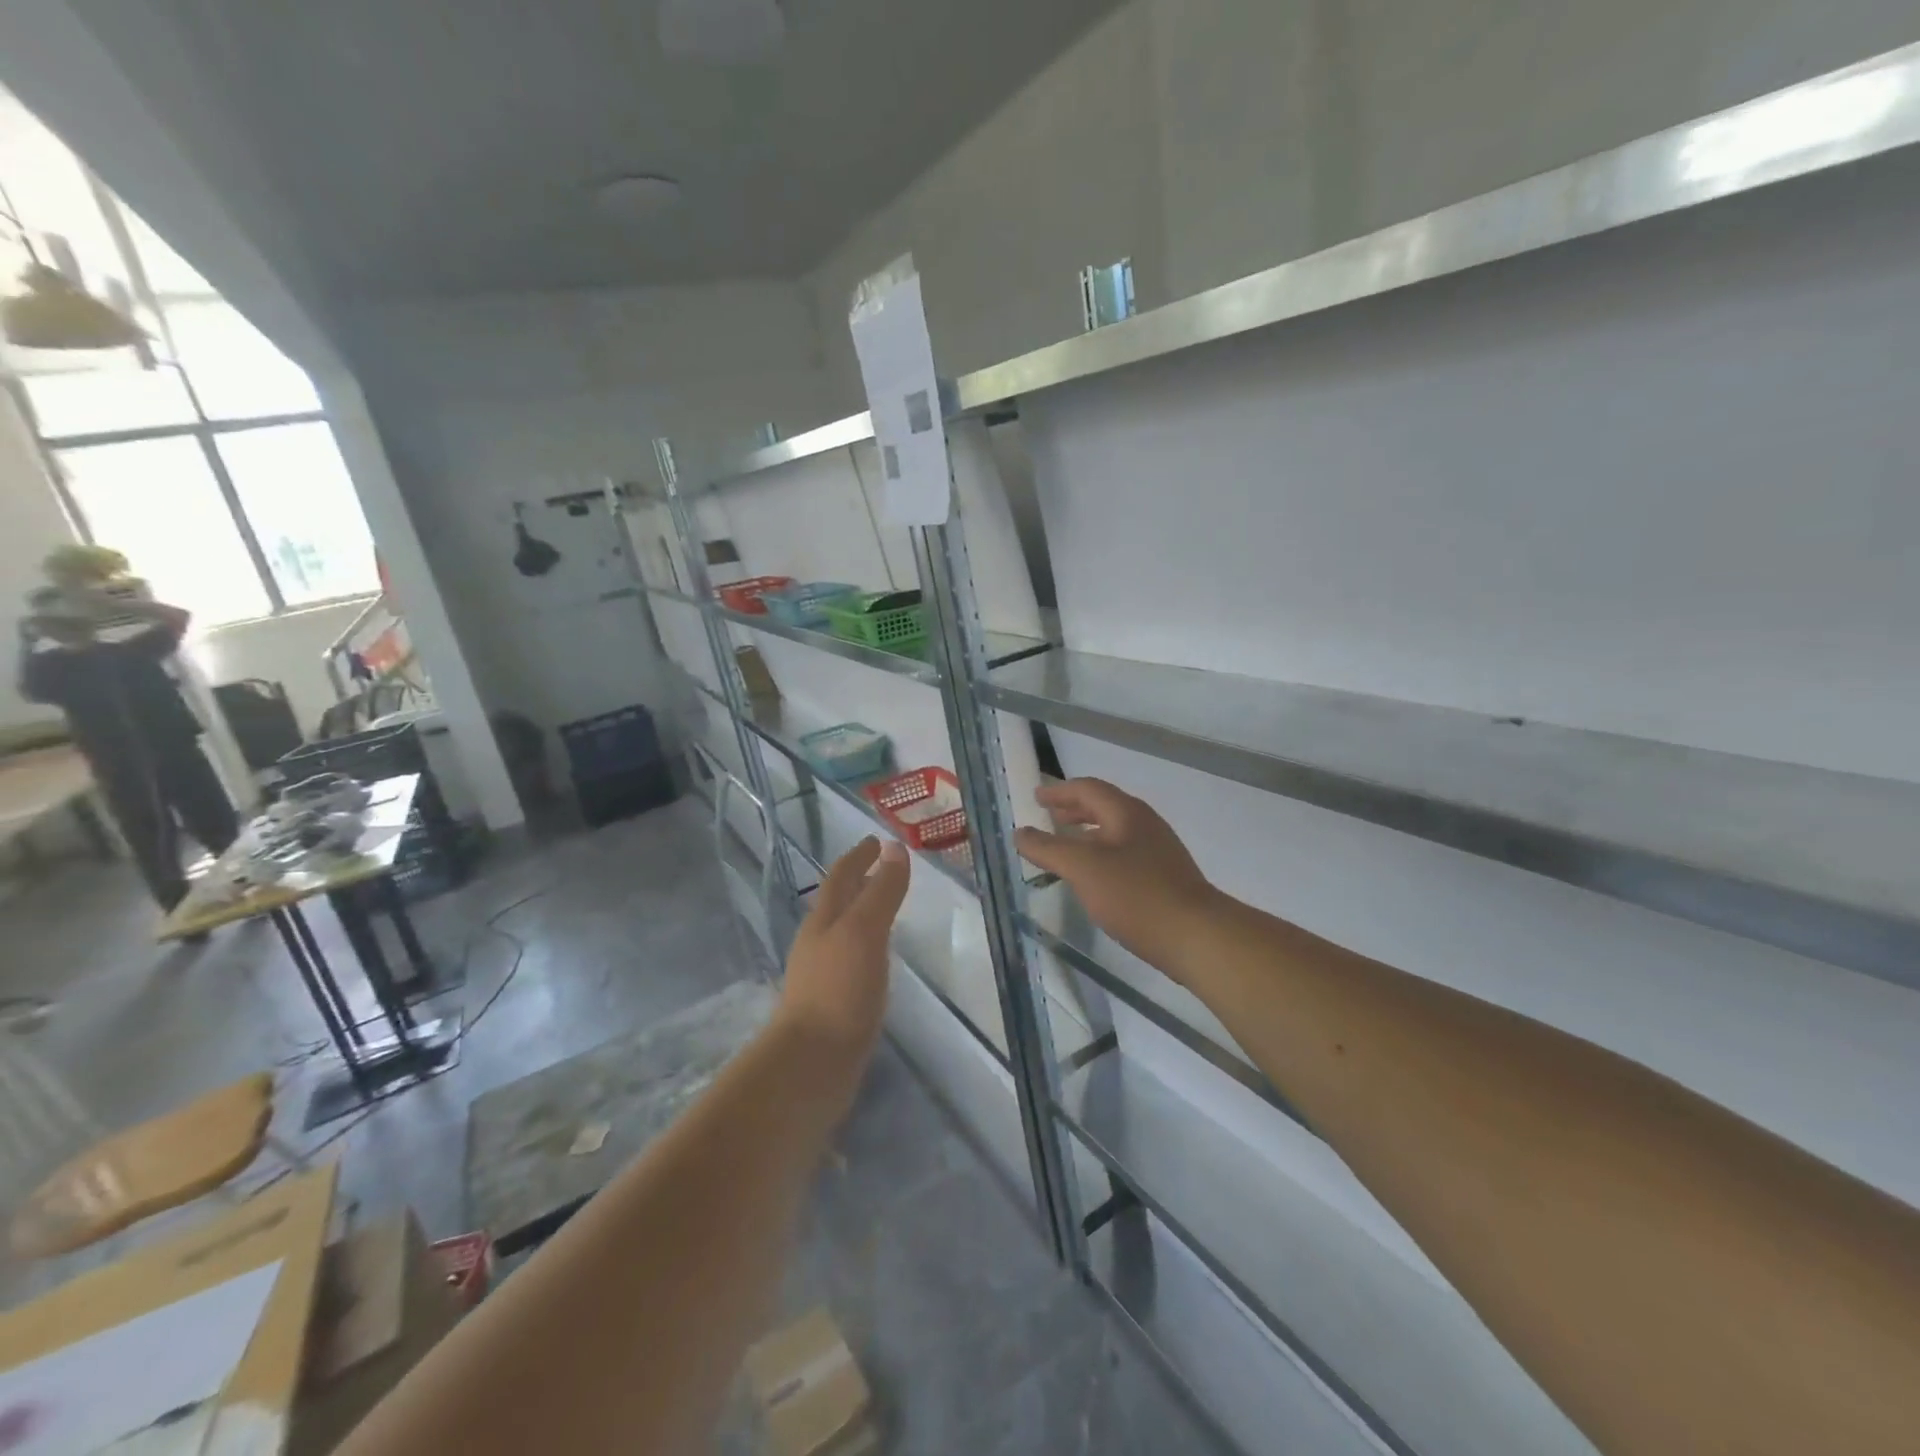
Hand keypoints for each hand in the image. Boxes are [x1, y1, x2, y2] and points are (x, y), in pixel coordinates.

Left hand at [778, 837, 909, 1061]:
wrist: (811, 1064)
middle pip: (838, 901)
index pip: (841, 876)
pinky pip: (851, 961)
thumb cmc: (839, 990)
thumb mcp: (865, 932)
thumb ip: (882, 891)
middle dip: (858, 881)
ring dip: (862, 913)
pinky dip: (866, 947)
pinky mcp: (831, 1004)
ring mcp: (822, 974)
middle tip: (883, 867)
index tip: (876, 840)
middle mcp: (818, 942)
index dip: (859, 856)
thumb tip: (895, 848)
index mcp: (824, 920)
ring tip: (884, 909)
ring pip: (843, 931)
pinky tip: (878, 960)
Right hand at [1015, 778, 1221, 981]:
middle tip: (1050, 817)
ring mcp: (1158, 852)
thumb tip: (1020, 832)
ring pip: (1115, 832)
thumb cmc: (1136, 895)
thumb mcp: (1083, 868)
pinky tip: (1094, 879)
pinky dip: (1101, 855)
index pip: (1088, 789)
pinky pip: (1124, 855)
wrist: (1196, 936)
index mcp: (1127, 813)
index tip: (1037, 797)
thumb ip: (1048, 848)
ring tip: (1066, 848)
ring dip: (1087, 834)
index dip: (1060, 791)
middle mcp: (1144, 825)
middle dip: (1075, 810)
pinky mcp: (1164, 878)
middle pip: (1104, 807)